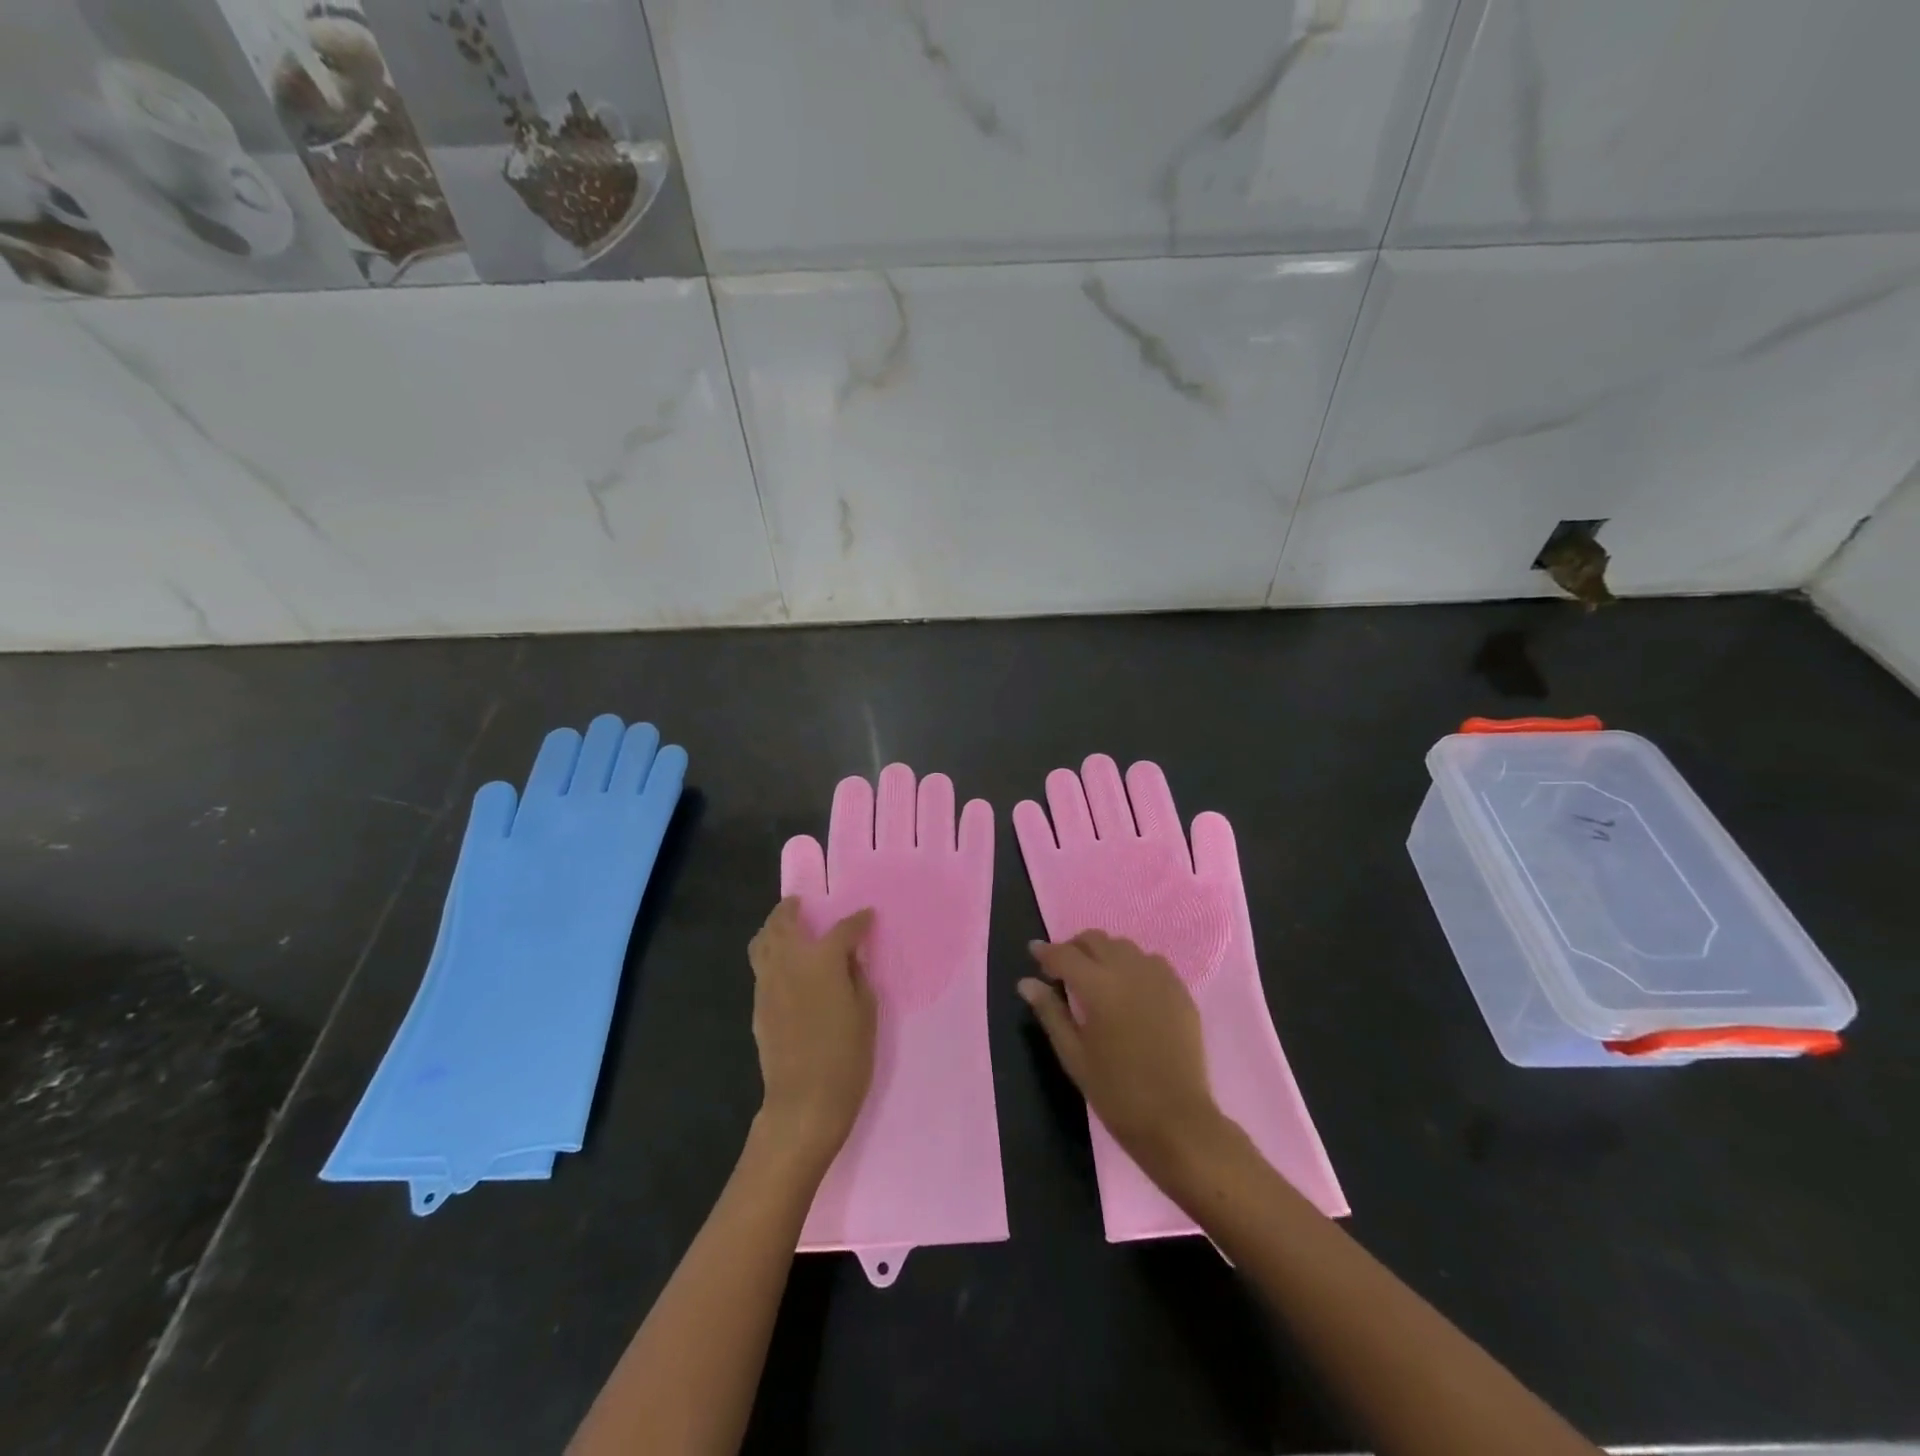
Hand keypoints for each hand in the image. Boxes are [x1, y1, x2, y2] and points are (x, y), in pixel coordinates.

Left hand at [748, 898, 876, 1165]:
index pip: (842, 929)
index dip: (858, 921)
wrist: (804, 1102)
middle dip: (793, 908)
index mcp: (822, 960)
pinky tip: (783, 962)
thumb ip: (857, 977)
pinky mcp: (758, 1004)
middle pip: (784, 922)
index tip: (867, 916)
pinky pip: (760, 966)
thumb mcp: (866, 1013)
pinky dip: (769, 953)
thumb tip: (849, 959)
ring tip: (785, 925)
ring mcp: (768, 983)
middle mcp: (790, 962)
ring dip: (773, 926)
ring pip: (762, 941)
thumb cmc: (846, 1057)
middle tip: (802, 903)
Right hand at [1020, 931, 1229, 1182]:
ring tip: (1097, 979)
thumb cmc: (1116, 1092)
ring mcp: (1159, 978)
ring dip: (1104, 954)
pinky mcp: (1180, 991)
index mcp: (1099, 986)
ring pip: (1124, 947)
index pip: (1065, 954)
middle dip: (1075, 948)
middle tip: (1063, 970)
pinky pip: (1152, 962)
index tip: (1034, 953)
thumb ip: (1050, 1012)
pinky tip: (1130, 989)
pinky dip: (1133, 965)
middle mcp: (1129, 971)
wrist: (1177, 1121)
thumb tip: (1026, 983)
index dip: (1046, 951)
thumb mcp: (1073, 1055)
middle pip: (1096, 940)